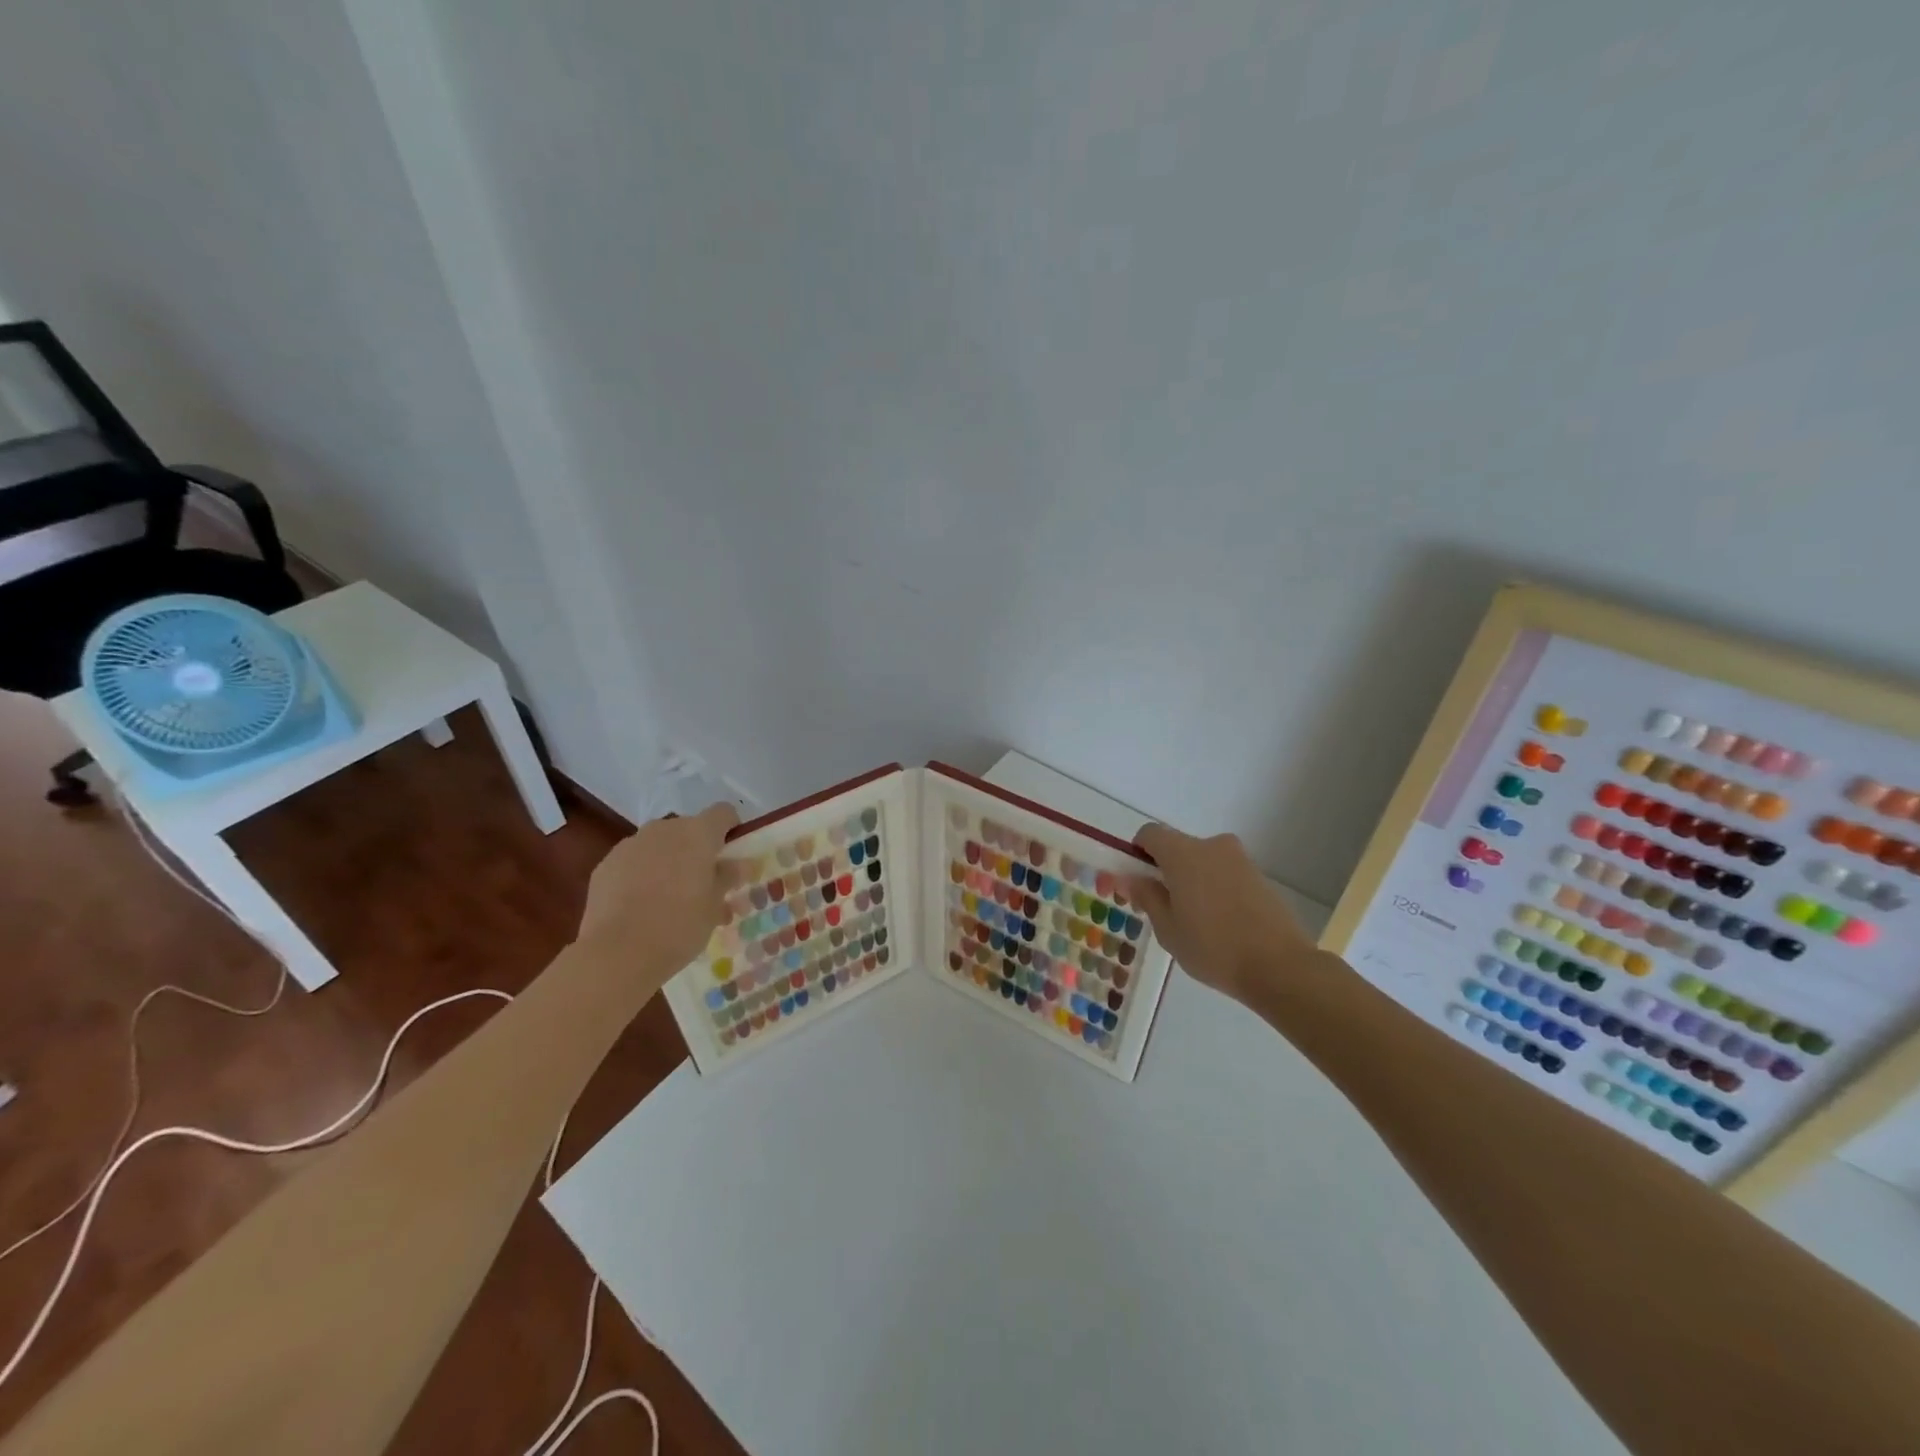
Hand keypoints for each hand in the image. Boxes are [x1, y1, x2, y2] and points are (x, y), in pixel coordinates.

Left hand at [576, 803, 739, 978]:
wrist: (617, 953)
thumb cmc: (679, 926)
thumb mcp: (715, 905)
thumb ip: (728, 877)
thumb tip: (739, 864)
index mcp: (698, 833)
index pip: (723, 813)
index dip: (731, 830)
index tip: (732, 856)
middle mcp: (664, 829)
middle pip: (689, 829)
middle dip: (698, 850)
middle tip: (703, 885)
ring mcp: (631, 844)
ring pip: (659, 845)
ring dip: (669, 861)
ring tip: (669, 898)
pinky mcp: (606, 864)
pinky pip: (633, 861)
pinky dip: (641, 874)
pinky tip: (640, 906)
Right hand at [1122, 824, 1318, 1006]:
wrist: (1280, 966)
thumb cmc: (1213, 947)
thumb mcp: (1168, 929)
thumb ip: (1147, 896)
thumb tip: (1129, 877)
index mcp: (1183, 853)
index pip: (1150, 833)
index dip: (1138, 852)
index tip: (1139, 881)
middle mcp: (1212, 846)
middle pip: (1178, 846)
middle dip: (1166, 870)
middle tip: (1164, 907)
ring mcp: (1240, 859)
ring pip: (1203, 861)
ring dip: (1193, 880)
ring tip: (1196, 921)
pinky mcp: (1260, 876)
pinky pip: (1225, 873)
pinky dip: (1216, 888)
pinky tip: (1221, 923)